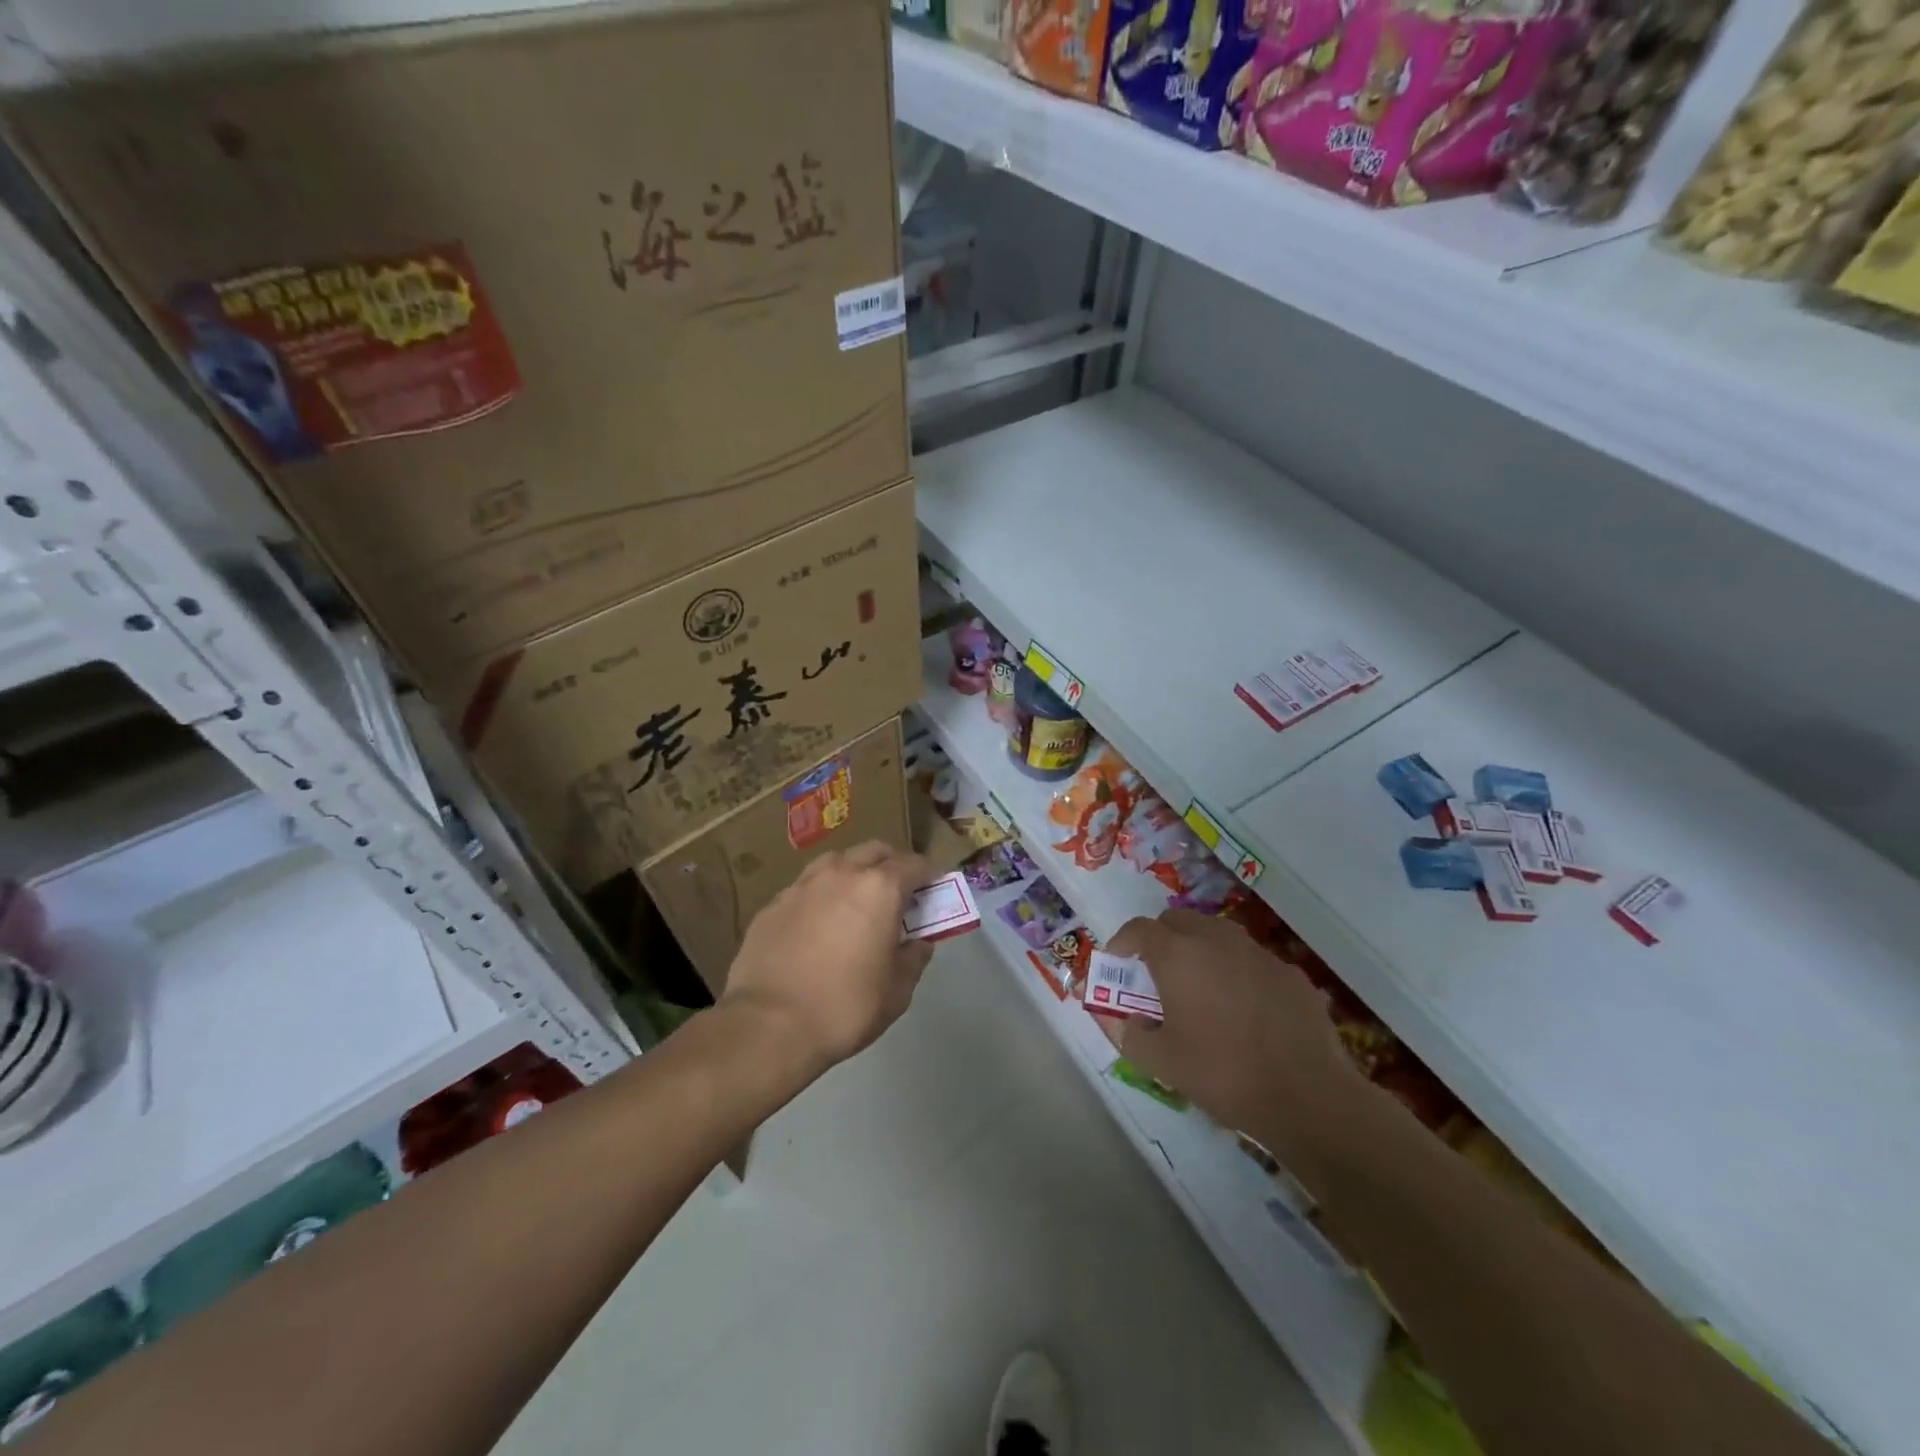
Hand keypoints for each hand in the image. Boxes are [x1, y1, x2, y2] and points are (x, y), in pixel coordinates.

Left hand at [721, 841, 934, 1071]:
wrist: (768, 1025)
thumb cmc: (845, 1007)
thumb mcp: (897, 991)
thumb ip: (914, 958)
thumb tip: (919, 942)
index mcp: (880, 889)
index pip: (915, 864)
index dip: (930, 874)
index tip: (936, 887)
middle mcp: (841, 873)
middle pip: (875, 851)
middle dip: (892, 864)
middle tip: (900, 891)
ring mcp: (803, 885)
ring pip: (837, 862)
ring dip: (854, 872)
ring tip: (857, 899)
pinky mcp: (773, 903)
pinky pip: (806, 887)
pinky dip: (822, 895)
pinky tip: (819, 922)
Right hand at [1108, 909, 1367, 1155]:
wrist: (1309, 1096)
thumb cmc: (1224, 1074)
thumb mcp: (1162, 1063)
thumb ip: (1130, 1035)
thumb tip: (1123, 1021)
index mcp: (1178, 955)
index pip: (1139, 928)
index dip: (1122, 942)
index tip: (1118, 964)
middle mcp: (1216, 941)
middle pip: (1178, 920)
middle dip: (1160, 939)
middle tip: (1155, 974)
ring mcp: (1257, 953)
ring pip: (1216, 934)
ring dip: (1198, 949)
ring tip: (1198, 987)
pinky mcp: (1290, 972)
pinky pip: (1250, 959)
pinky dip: (1235, 971)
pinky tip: (1243, 1008)